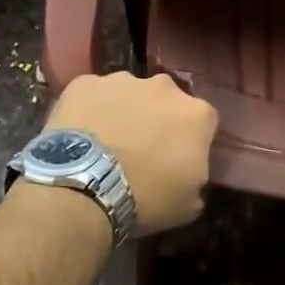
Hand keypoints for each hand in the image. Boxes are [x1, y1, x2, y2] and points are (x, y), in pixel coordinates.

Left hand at [47, 72, 217, 234]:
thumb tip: (190, 172)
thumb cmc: (145, 197)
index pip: (204, 122)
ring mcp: (122, 80)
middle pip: (166, 100)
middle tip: (142, 148)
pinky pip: (93, 93)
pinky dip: (90, 108)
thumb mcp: (189, 203)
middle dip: (158, 118)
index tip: (178, 158)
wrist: (85, 187)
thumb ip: (197, 176)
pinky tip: (81, 133)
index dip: (191, 139)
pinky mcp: (85, 83)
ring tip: (107, 142)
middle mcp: (164, 87)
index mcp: (197, 114)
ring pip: (129, 93)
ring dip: (124, 110)